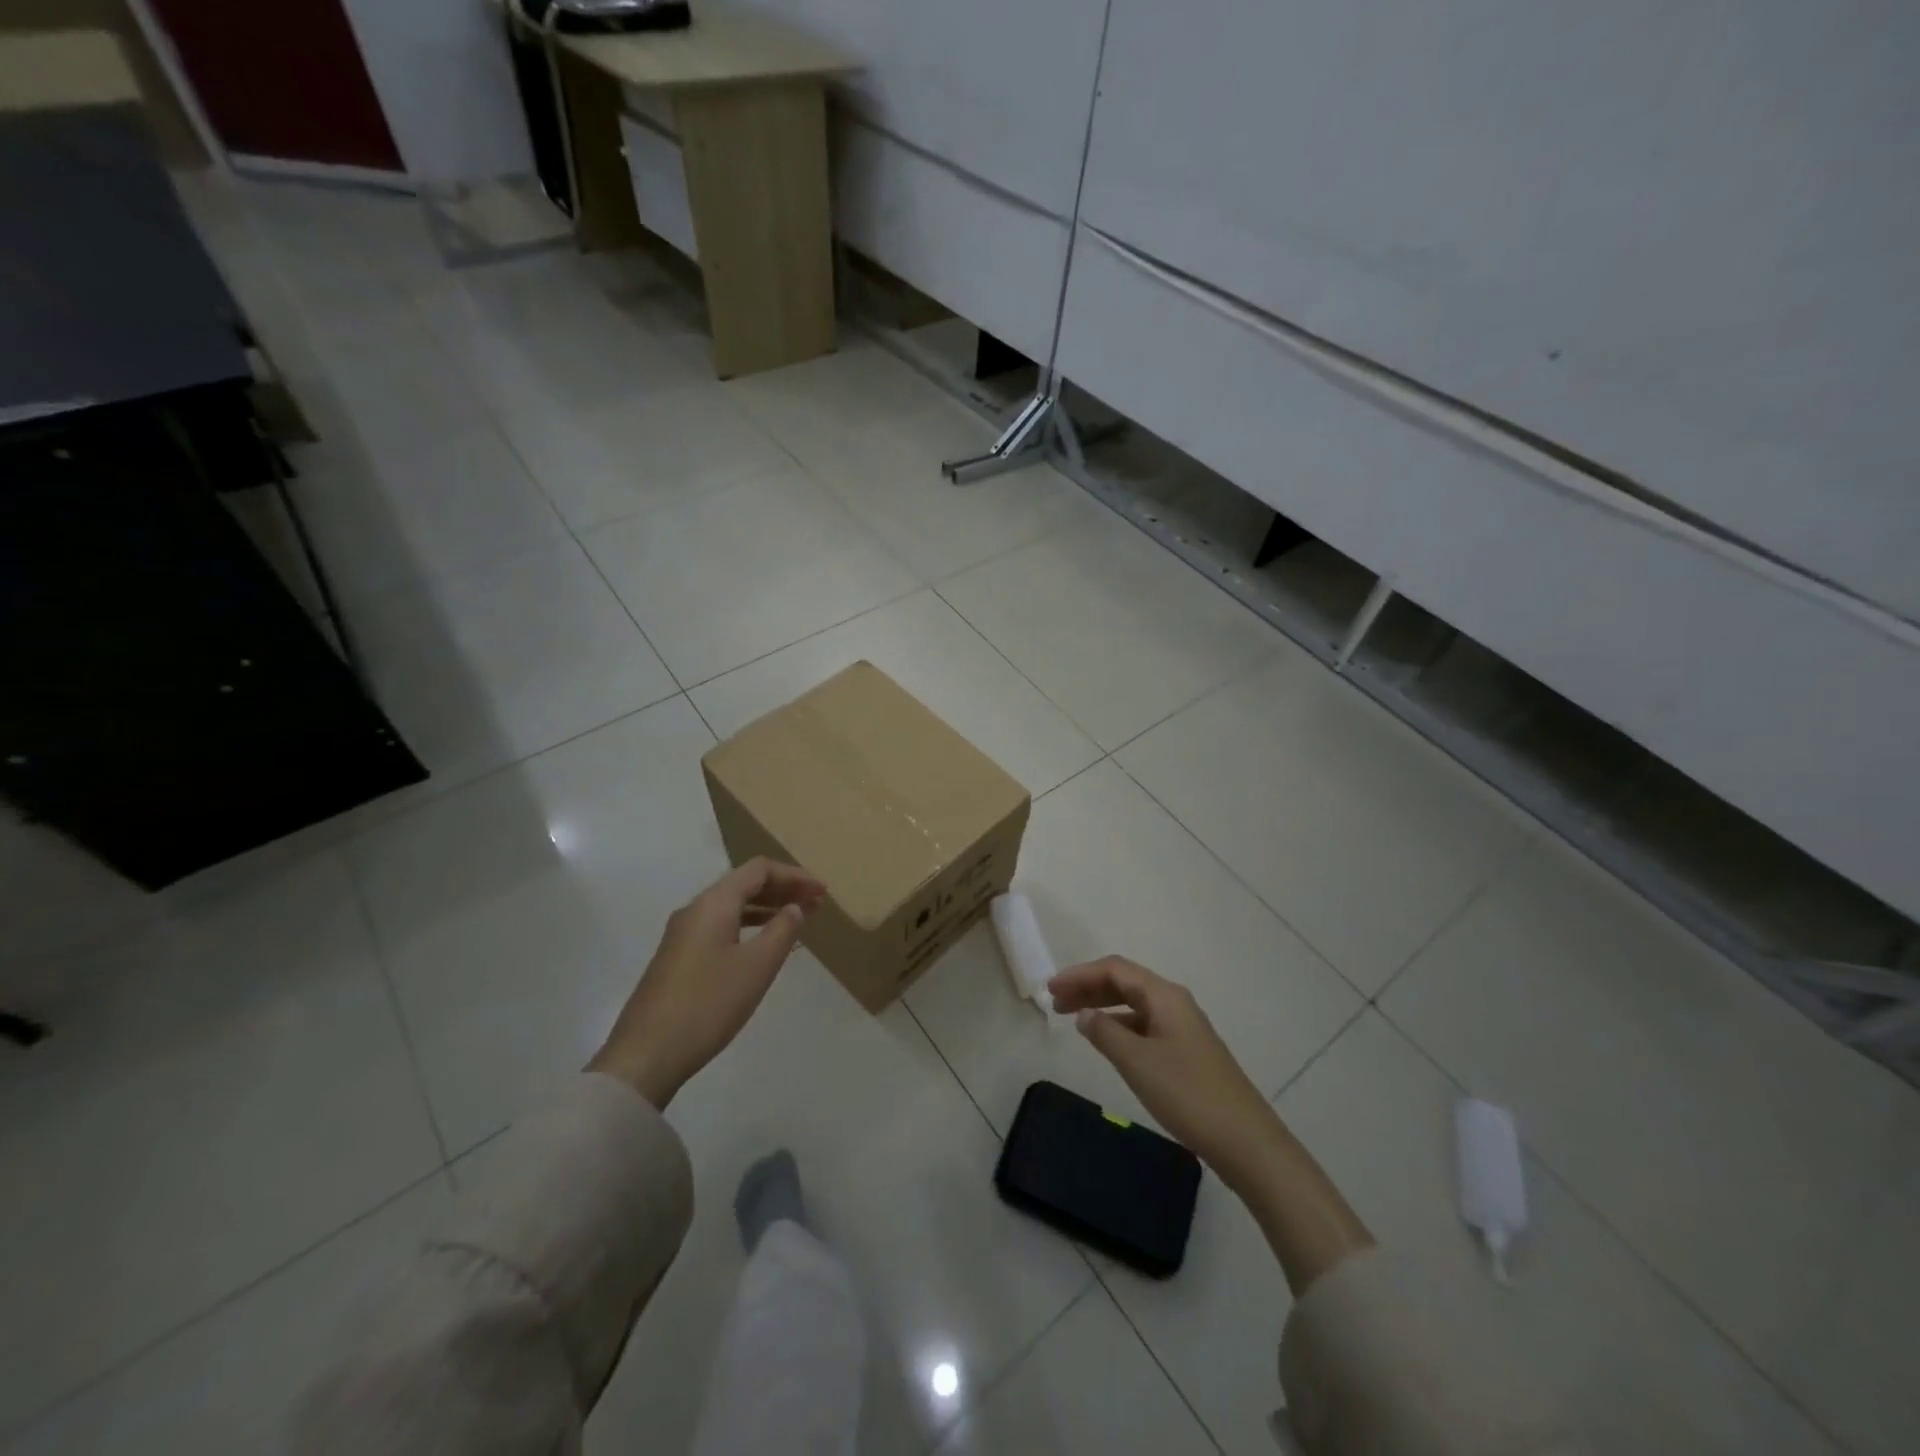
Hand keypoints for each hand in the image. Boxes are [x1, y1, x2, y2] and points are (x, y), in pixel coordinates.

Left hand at [588, 858, 825, 1108]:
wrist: (646, 1054)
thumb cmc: (708, 1004)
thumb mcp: (757, 966)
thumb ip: (782, 930)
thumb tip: (795, 907)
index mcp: (714, 903)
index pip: (759, 870)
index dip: (795, 875)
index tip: (823, 891)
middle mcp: (696, 909)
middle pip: (745, 884)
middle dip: (783, 889)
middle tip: (818, 903)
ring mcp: (683, 934)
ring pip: (732, 907)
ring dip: (768, 908)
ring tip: (798, 920)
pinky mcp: (678, 958)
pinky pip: (722, 926)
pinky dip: (750, 926)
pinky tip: (764, 945)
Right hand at [1049, 956, 1285, 1186]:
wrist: (1245, 1141)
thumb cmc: (1187, 1094)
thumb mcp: (1137, 1062)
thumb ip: (1105, 1033)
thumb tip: (1085, 1014)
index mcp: (1164, 996)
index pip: (1115, 969)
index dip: (1080, 974)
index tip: (1050, 988)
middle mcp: (1174, 1003)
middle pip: (1124, 982)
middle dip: (1089, 987)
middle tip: (1055, 1002)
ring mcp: (1182, 1027)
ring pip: (1134, 1004)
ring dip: (1102, 1006)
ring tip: (1073, 1019)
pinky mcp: (1186, 1051)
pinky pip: (1143, 1025)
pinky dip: (1119, 1026)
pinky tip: (1106, 1041)